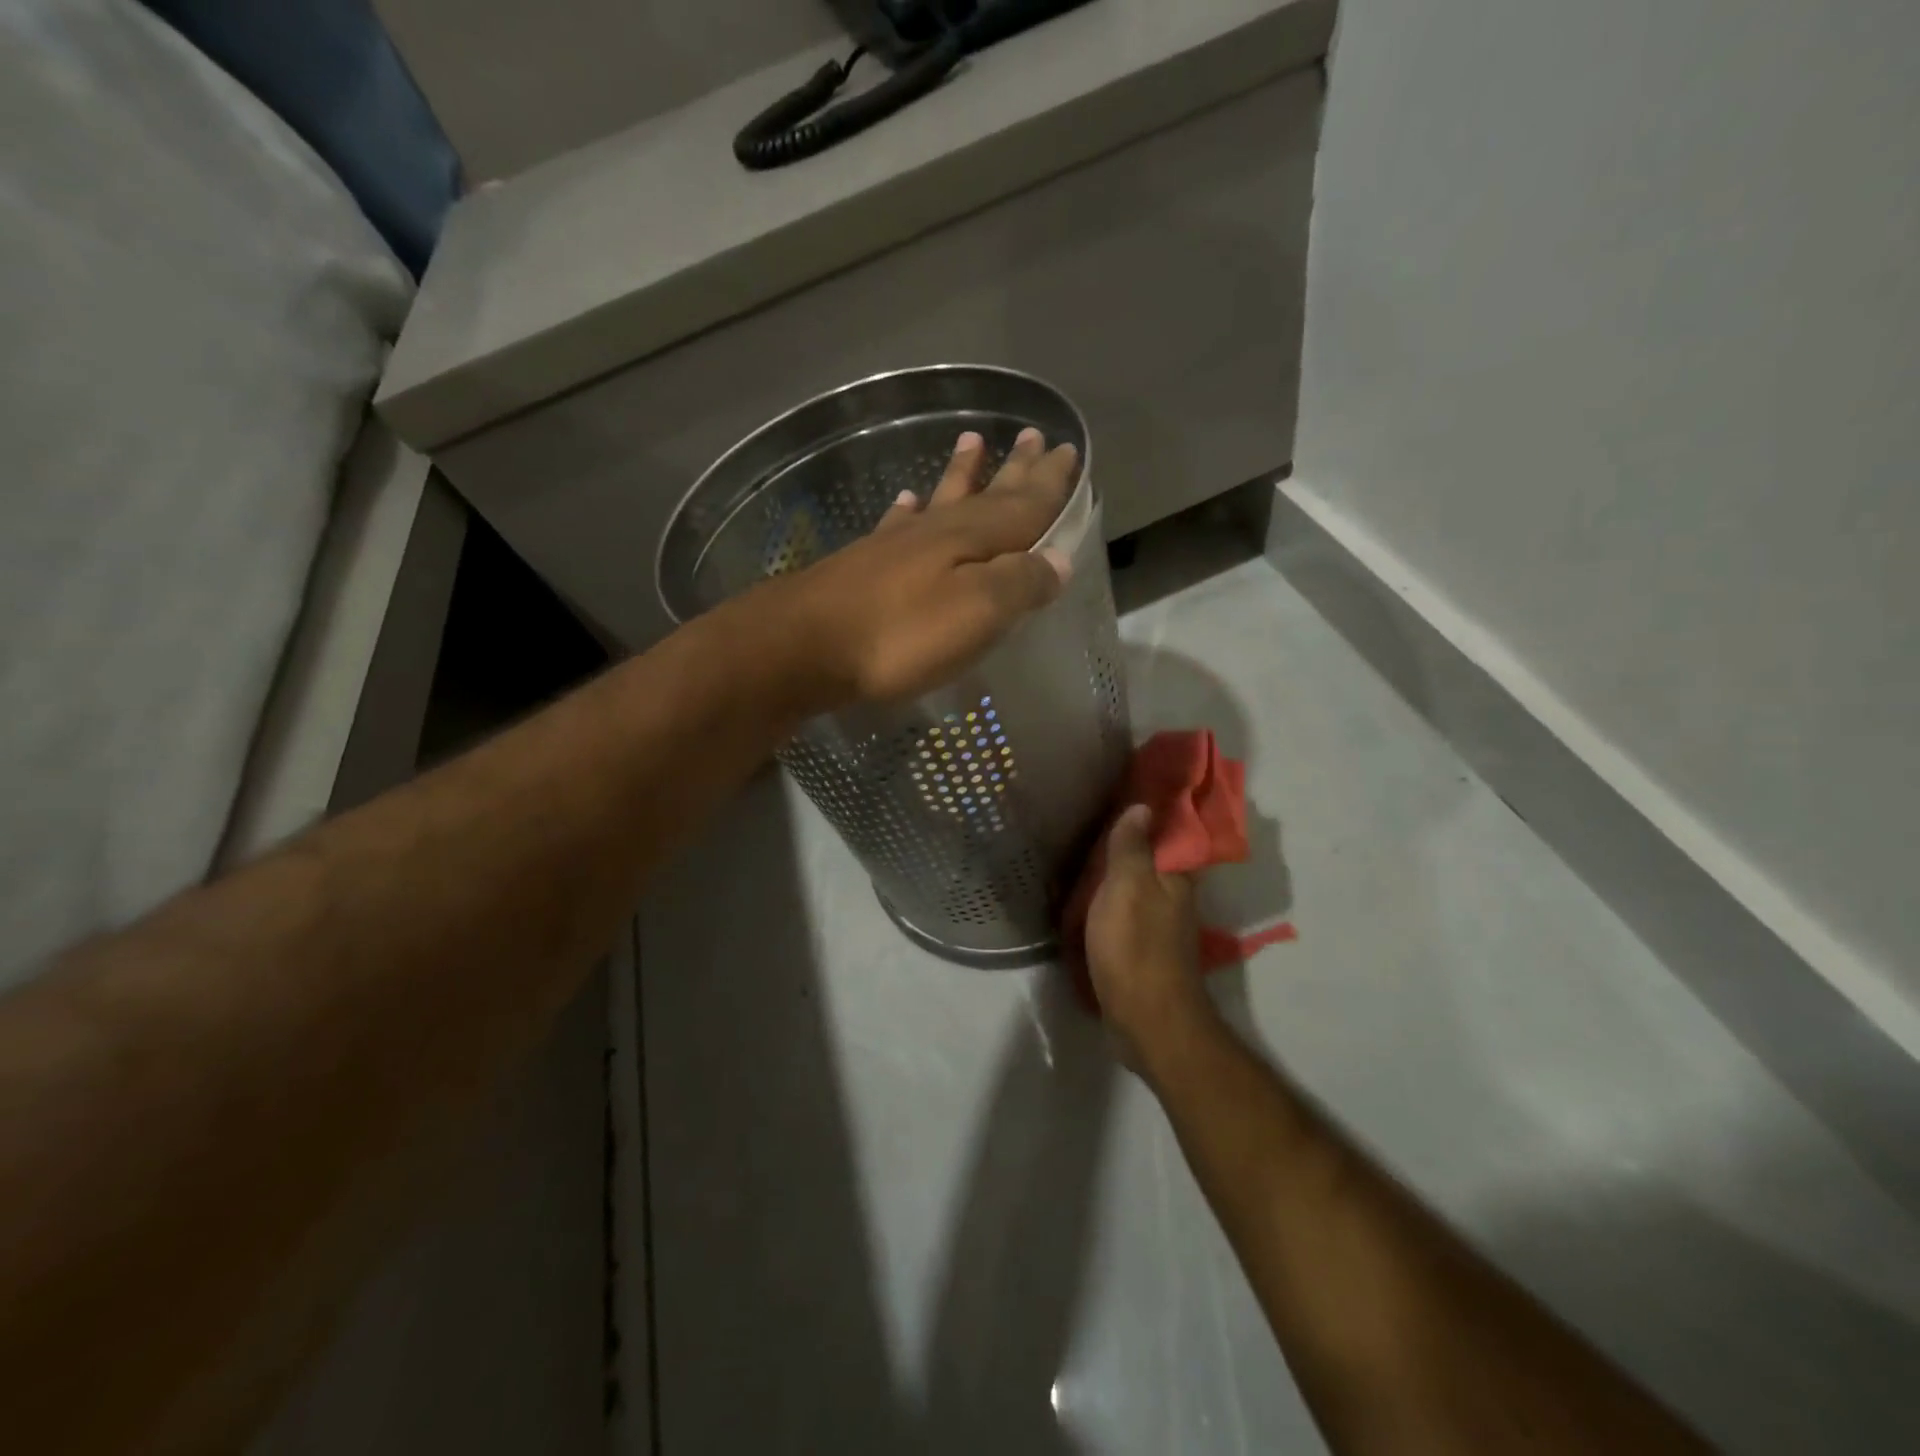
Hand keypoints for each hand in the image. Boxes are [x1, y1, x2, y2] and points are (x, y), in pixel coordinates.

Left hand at [781, 427, 1078, 702]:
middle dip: (1014, 470)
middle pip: (987, 494)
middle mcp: (938, 532)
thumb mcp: (977, 613)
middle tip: (1032, 436)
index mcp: (973, 540)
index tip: (1070, 450)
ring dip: (962, 474)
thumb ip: (1020, 583)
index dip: (1050, 483)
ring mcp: (898, 546)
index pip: (1025, 505)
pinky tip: (906, 501)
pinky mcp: (866, 566)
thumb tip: (1059, 560)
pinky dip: (907, 511)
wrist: (805, 646)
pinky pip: (896, 526)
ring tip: (973, 441)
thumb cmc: (900, 635)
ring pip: (941, 500)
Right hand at [1085, 805, 1220, 1074]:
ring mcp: (1159, 927)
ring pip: (1136, 888)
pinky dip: (1108, 903)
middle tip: (1090, 823)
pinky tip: (1086, 900)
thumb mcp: (1127, 886)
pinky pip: (1124, 914)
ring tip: (1082, 856)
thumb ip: (1132, 846)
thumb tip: (1143, 806)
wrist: (1147, 1020)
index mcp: (1175, 877)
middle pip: (1150, 860)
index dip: (1148, 813)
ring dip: (1115, 874)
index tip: (1120, 793)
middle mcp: (1174, 898)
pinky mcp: (1142, 950)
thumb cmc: (1135, 946)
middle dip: (1127, 843)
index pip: (1167, 832)